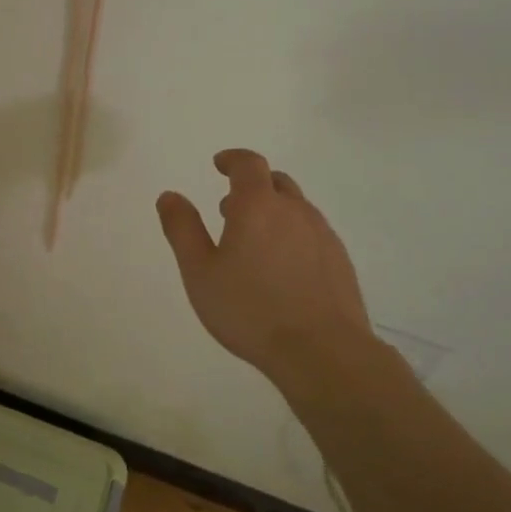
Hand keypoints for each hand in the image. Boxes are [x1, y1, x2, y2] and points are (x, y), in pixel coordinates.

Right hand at [156, 149, 374, 382]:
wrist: (323, 352)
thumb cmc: (250, 309)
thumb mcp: (199, 271)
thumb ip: (182, 229)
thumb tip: (169, 196)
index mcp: (258, 206)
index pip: (249, 164)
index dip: (233, 159)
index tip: (219, 164)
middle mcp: (295, 211)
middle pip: (276, 182)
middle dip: (252, 185)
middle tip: (229, 207)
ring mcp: (323, 236)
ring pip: (297, 208)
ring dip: (273, 211)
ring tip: (253, 241)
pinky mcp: (340, 262)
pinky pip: (312, 233)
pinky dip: (293, 235)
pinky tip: (282, 268)